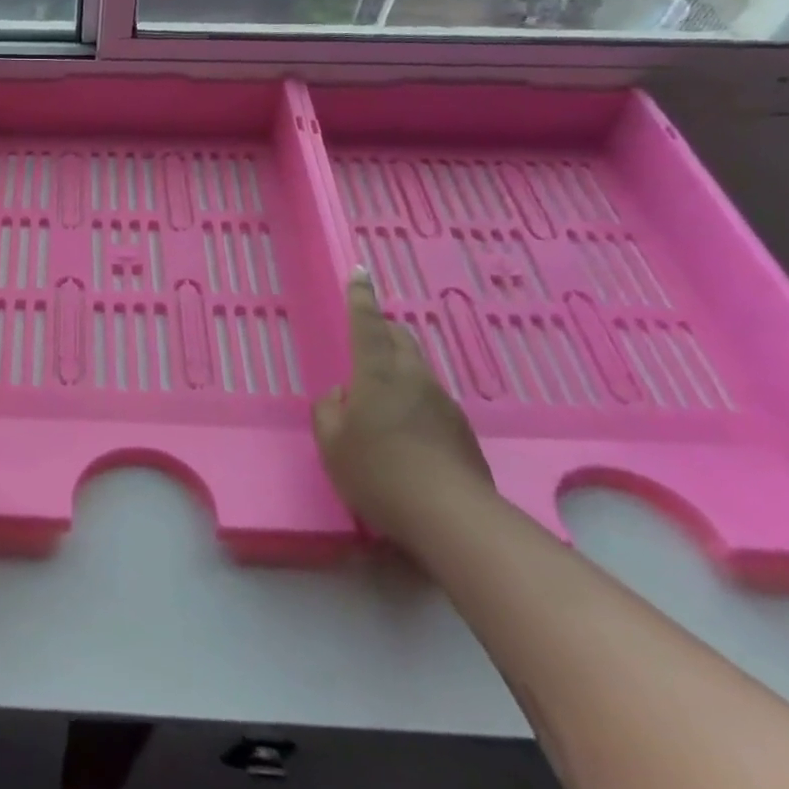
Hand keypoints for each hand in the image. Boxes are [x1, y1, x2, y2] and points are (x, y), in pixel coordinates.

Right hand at [313, 269, 493, 550]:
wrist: (451, 516)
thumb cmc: (379, 473)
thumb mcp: (332, 446)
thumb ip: (328, 413)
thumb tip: (340, 395)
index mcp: (377, 374)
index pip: (366, 325)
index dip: (360, 298)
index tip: (360, 272)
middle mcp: (413, 378)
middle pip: (400, 338)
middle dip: (383, 328)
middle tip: (367, 332)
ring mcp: (442, 402)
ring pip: (417, 367)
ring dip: (398, 364)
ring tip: (381, 386)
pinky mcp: (460, 428)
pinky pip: (430, 397)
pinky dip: (412, 397)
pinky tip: (404, 426)